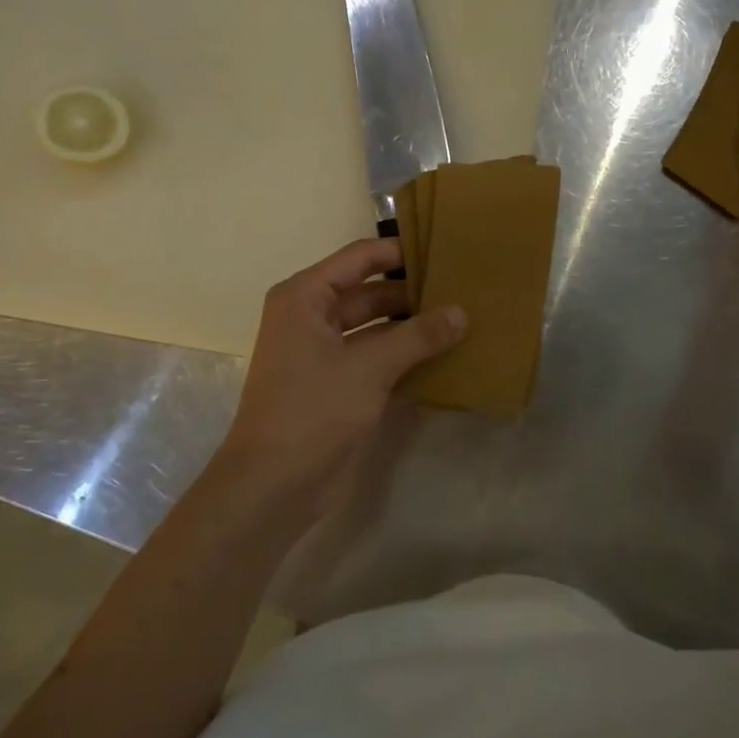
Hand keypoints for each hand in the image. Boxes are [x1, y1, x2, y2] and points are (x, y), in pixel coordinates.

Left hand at [216, 238, 464, 516]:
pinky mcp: (339, 384)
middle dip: (413, 293)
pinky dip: (407, 356)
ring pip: (377, 327)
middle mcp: (312, 317)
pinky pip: (378, 358)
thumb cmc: (312, 411)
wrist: (273, 486)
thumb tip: (462, 313)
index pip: (360, 258)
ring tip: (464, 319)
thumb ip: (418, 336)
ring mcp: (325, 353)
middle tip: (464, 289)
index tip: (445, 250)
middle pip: (371, 292)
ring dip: (414, 327)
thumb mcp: (369, 367)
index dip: (400, 252)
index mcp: (305, 297)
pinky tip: (447, 355)